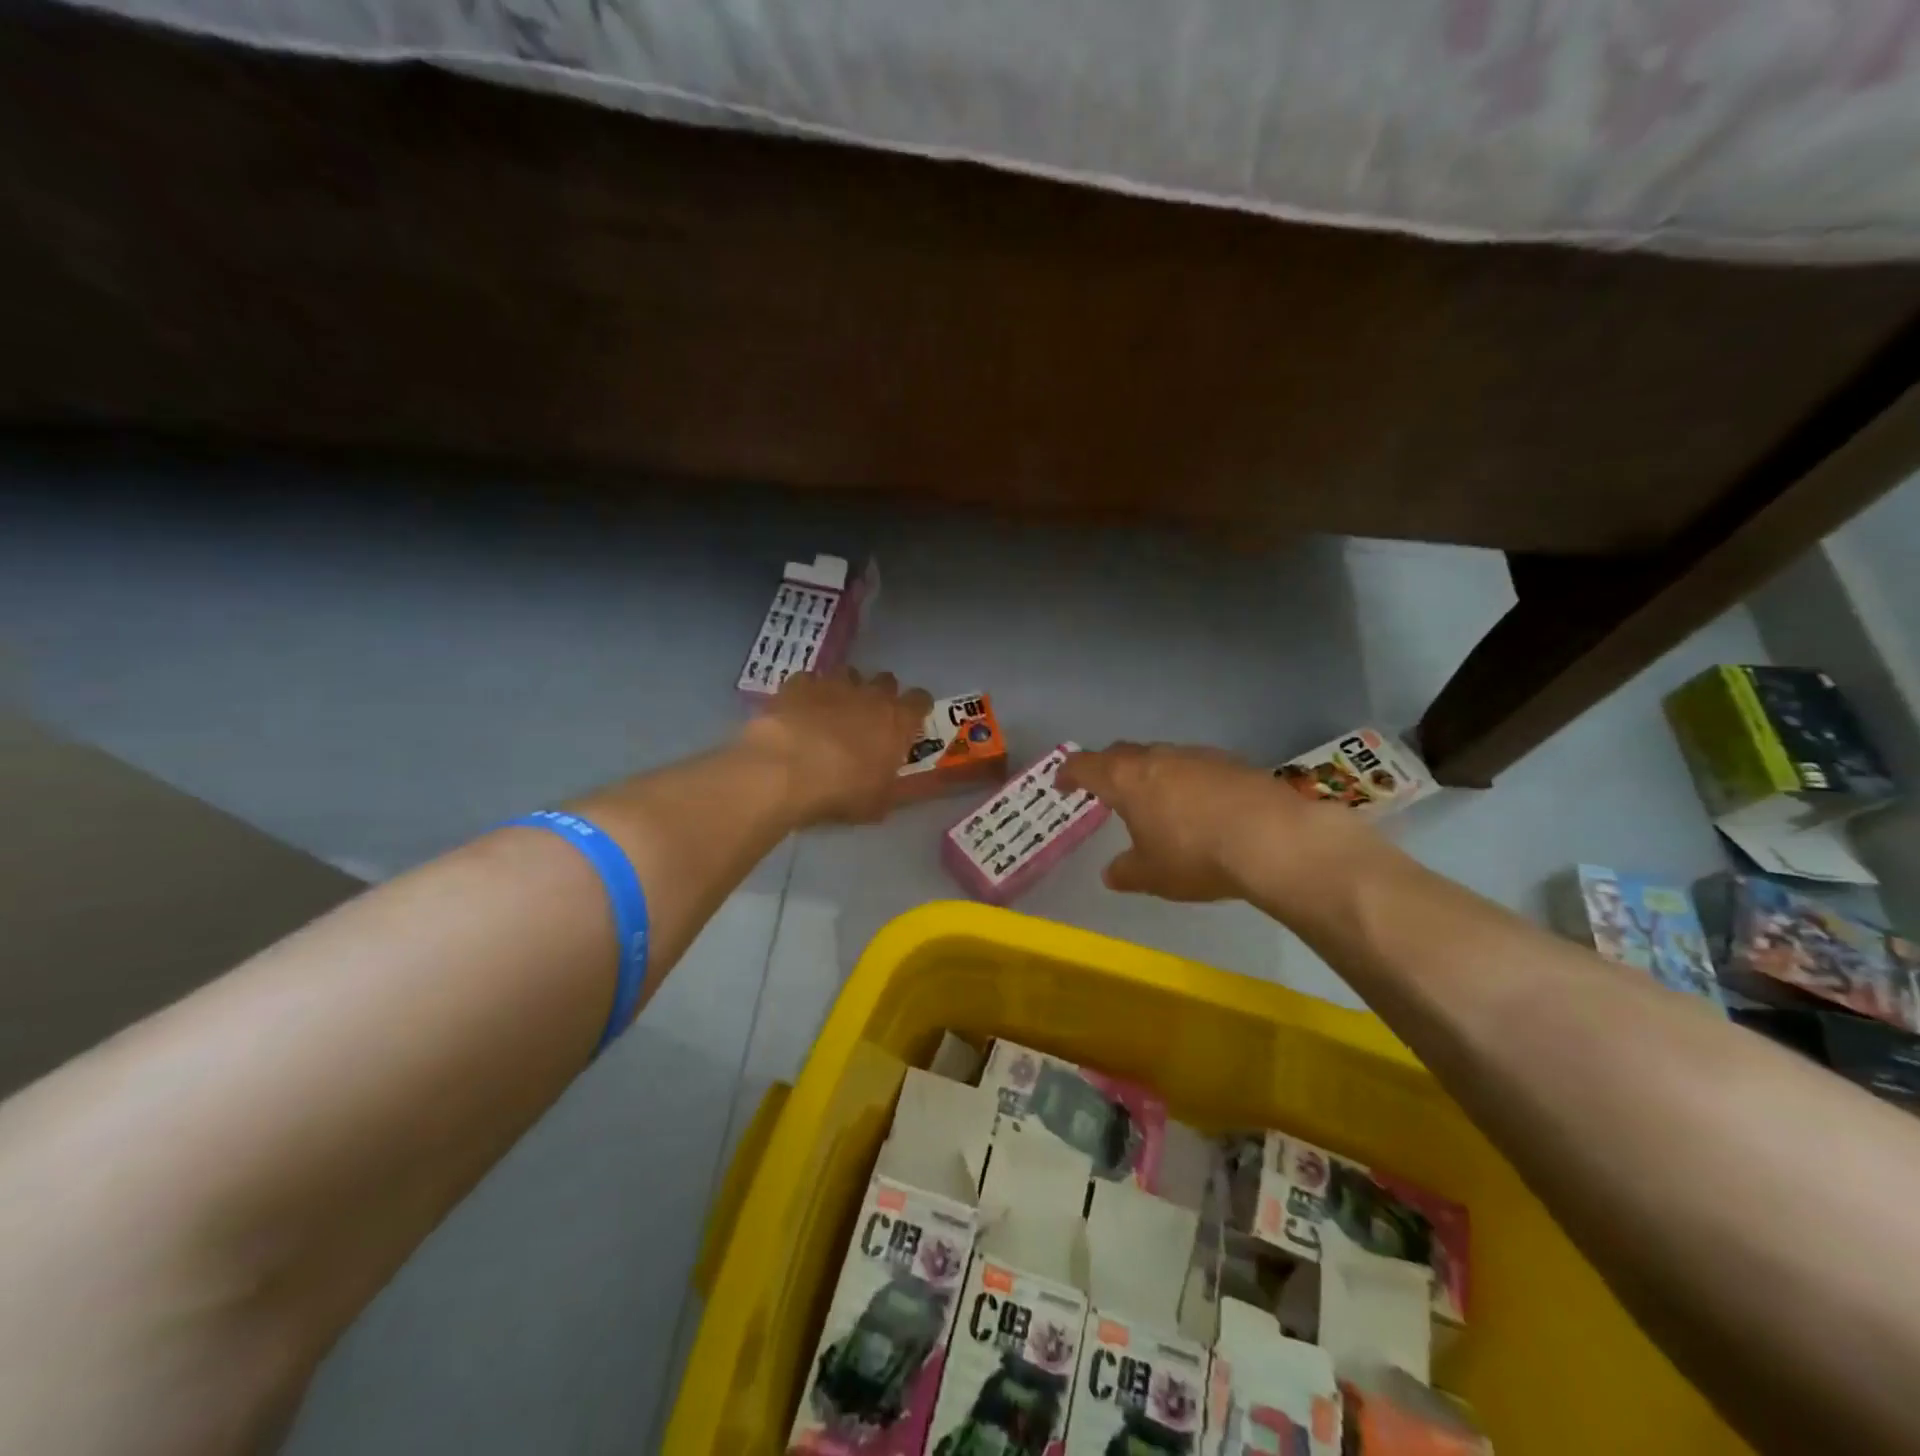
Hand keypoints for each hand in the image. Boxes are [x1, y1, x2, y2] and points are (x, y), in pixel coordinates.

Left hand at [741, 668, 932, 826]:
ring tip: (833, 712)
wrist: (784, 772)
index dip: (916, 709)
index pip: (920, 700)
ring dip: (846, 689)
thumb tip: (899, 783)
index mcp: (897, 720)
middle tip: (870, 719)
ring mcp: (832, 684)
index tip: (910, 723)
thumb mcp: (879, 803)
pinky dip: (808, 693)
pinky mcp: (798, 684)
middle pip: (886, 680)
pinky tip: (800, 711)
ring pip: (848, 674)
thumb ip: (895, 787)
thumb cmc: (841, 791)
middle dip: (881, 695)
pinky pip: (809, 680)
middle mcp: (870, 694)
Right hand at [1058, 741, 1376, 906]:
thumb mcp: (1152, 875)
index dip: (1069, 773)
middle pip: (1122, 753)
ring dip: (1149, 773)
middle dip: (1108, 768)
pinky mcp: (1230, 762)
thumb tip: (1111, 874)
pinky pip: (1193, 766)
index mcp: (1126, 779)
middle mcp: (1157, 757)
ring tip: (1153, 800)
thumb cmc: (1195, 855)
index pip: (1086, 765)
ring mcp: (1196, 755)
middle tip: (1103, 788)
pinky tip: (1198, 806)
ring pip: (1160, 757)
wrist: (1272, 838)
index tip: (1062, 784)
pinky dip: (1184, 781)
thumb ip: (1126, 872)